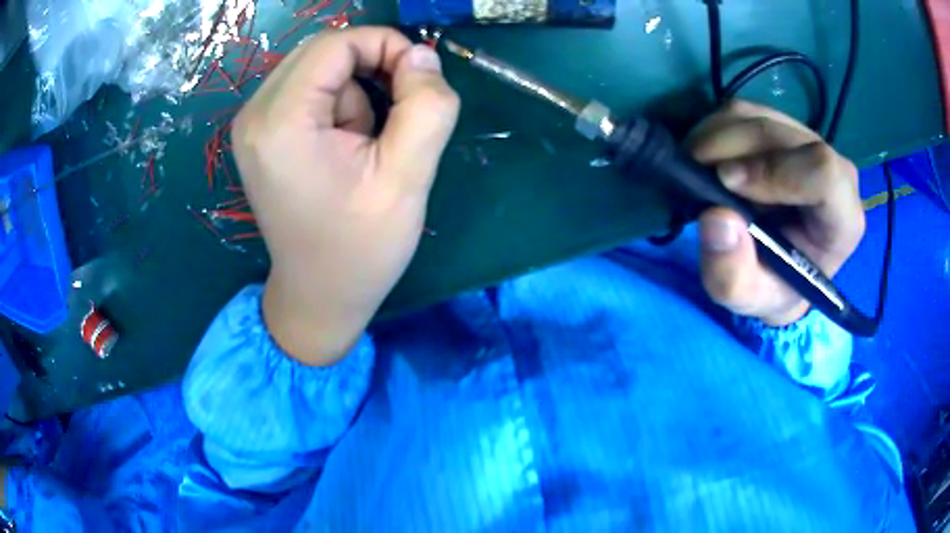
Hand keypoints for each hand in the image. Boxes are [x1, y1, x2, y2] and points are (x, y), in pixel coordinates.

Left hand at [231, 27, 459, 364]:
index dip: (386, 46)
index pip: (336, 43)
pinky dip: (335, 104)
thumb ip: (427, 107)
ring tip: (361, 145)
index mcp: (282, 122)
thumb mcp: (408, 179)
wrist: (319, 295)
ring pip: (318, 67)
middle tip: (396, 112)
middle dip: (371, 67)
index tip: (419, 80)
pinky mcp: (260, 134)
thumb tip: (423, 56)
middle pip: (323, 50)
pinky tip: (341, 146)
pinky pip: (306, 89)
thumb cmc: (361, 248)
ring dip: (353, 92)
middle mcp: (254, 114)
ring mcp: (251, 124)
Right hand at [687, 101, 865, 325]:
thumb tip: (716, 217)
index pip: (823, 172)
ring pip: (757, 115)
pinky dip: (716, 128)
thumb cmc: (773, 287)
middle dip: (729, 147)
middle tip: (691, 172)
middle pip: (780, 134)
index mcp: (842, 218)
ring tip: (695, 168)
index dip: (774, 169)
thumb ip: (733, 276)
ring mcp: (808, 142)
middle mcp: (834, 170)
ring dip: (716, 135)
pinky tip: (706, 157)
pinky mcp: (783, 127)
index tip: (726, 182)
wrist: (779, 270)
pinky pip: (744, 111)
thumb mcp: (749, 300)